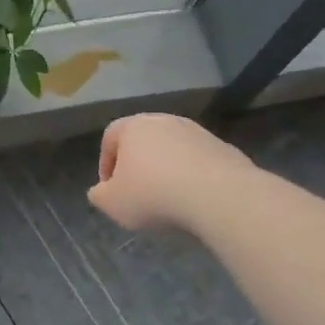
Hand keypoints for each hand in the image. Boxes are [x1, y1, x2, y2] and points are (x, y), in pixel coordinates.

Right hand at [87, 113, 255, 235]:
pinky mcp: (225, 148)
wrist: (220, 196)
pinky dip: (193, 178)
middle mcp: (165, 121)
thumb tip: (101, 191)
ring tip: (170, 201)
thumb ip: (99, 195)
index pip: (110, 137)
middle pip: (144, 141)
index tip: (110, 190)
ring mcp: (198, 132)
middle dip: (138, 166)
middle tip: (138, 194)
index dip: (106, 164)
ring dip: (167, 171)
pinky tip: (196, 201)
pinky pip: (199, 163)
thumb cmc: (154, 195)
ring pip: (173, 151)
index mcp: (133, 126)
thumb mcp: (113, 203)